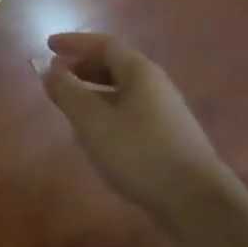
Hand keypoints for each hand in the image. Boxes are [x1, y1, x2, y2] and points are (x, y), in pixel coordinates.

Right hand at [43, 33, 220, 213]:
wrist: (198, 204)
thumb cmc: (139, 152)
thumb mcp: (92, 121)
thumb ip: (67, 92)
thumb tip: (50, 70)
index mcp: (140, 72)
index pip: (104, 44)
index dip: (75, 43)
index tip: (49, 46)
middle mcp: (156, 85)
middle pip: (115, 65)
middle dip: (83, 66)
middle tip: (57, 74)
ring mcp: (166, 113)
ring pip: (123, 91)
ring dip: (94, 90)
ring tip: (71, 104)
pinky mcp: (170, 139)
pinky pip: (131, 112)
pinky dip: (108, 112)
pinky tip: (97, 134)